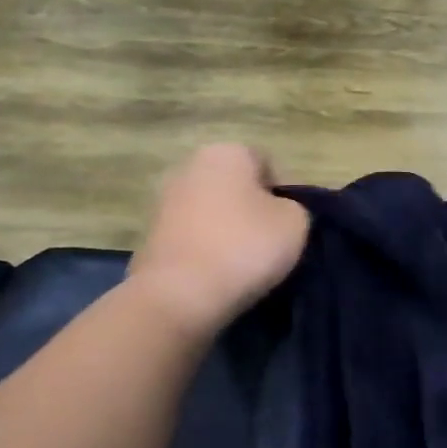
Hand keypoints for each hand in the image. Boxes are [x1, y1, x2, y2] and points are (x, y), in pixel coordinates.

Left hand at [127, 144, 310, 336]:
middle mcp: (189, 166)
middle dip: (253, 209)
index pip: (267, 164)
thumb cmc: (245, 247)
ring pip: (212, 211)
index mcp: (226, 153)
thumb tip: (279, 211)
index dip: (285, 194)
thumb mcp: (295, 223)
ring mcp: (164, 200)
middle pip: (235, 186)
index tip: (292, 225)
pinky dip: (207, 249)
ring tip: (246, 262)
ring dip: (228, 230)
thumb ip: (294, 207)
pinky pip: (193, 237)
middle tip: (272, 242)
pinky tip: (220, 273)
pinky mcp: (151, 235)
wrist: (181, 294)